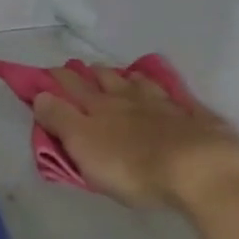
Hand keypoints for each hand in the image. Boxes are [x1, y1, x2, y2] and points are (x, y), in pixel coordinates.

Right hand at [31, 66, 238, 211]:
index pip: (71, 87)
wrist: (198, 169)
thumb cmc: (131, 165)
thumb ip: (60, 120)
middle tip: (79, 69)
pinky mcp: (193, 118)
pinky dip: (163, 92)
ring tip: (119, 75)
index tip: (46, 73)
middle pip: (105, 80)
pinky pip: (173, 98)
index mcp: (98, 107)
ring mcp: (163, 106)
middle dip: (88, 74)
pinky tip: (164, 93)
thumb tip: (40, 95)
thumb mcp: (83, 146)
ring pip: (138, 84)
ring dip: (125, 77)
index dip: (57, 79)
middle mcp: (128, 99)